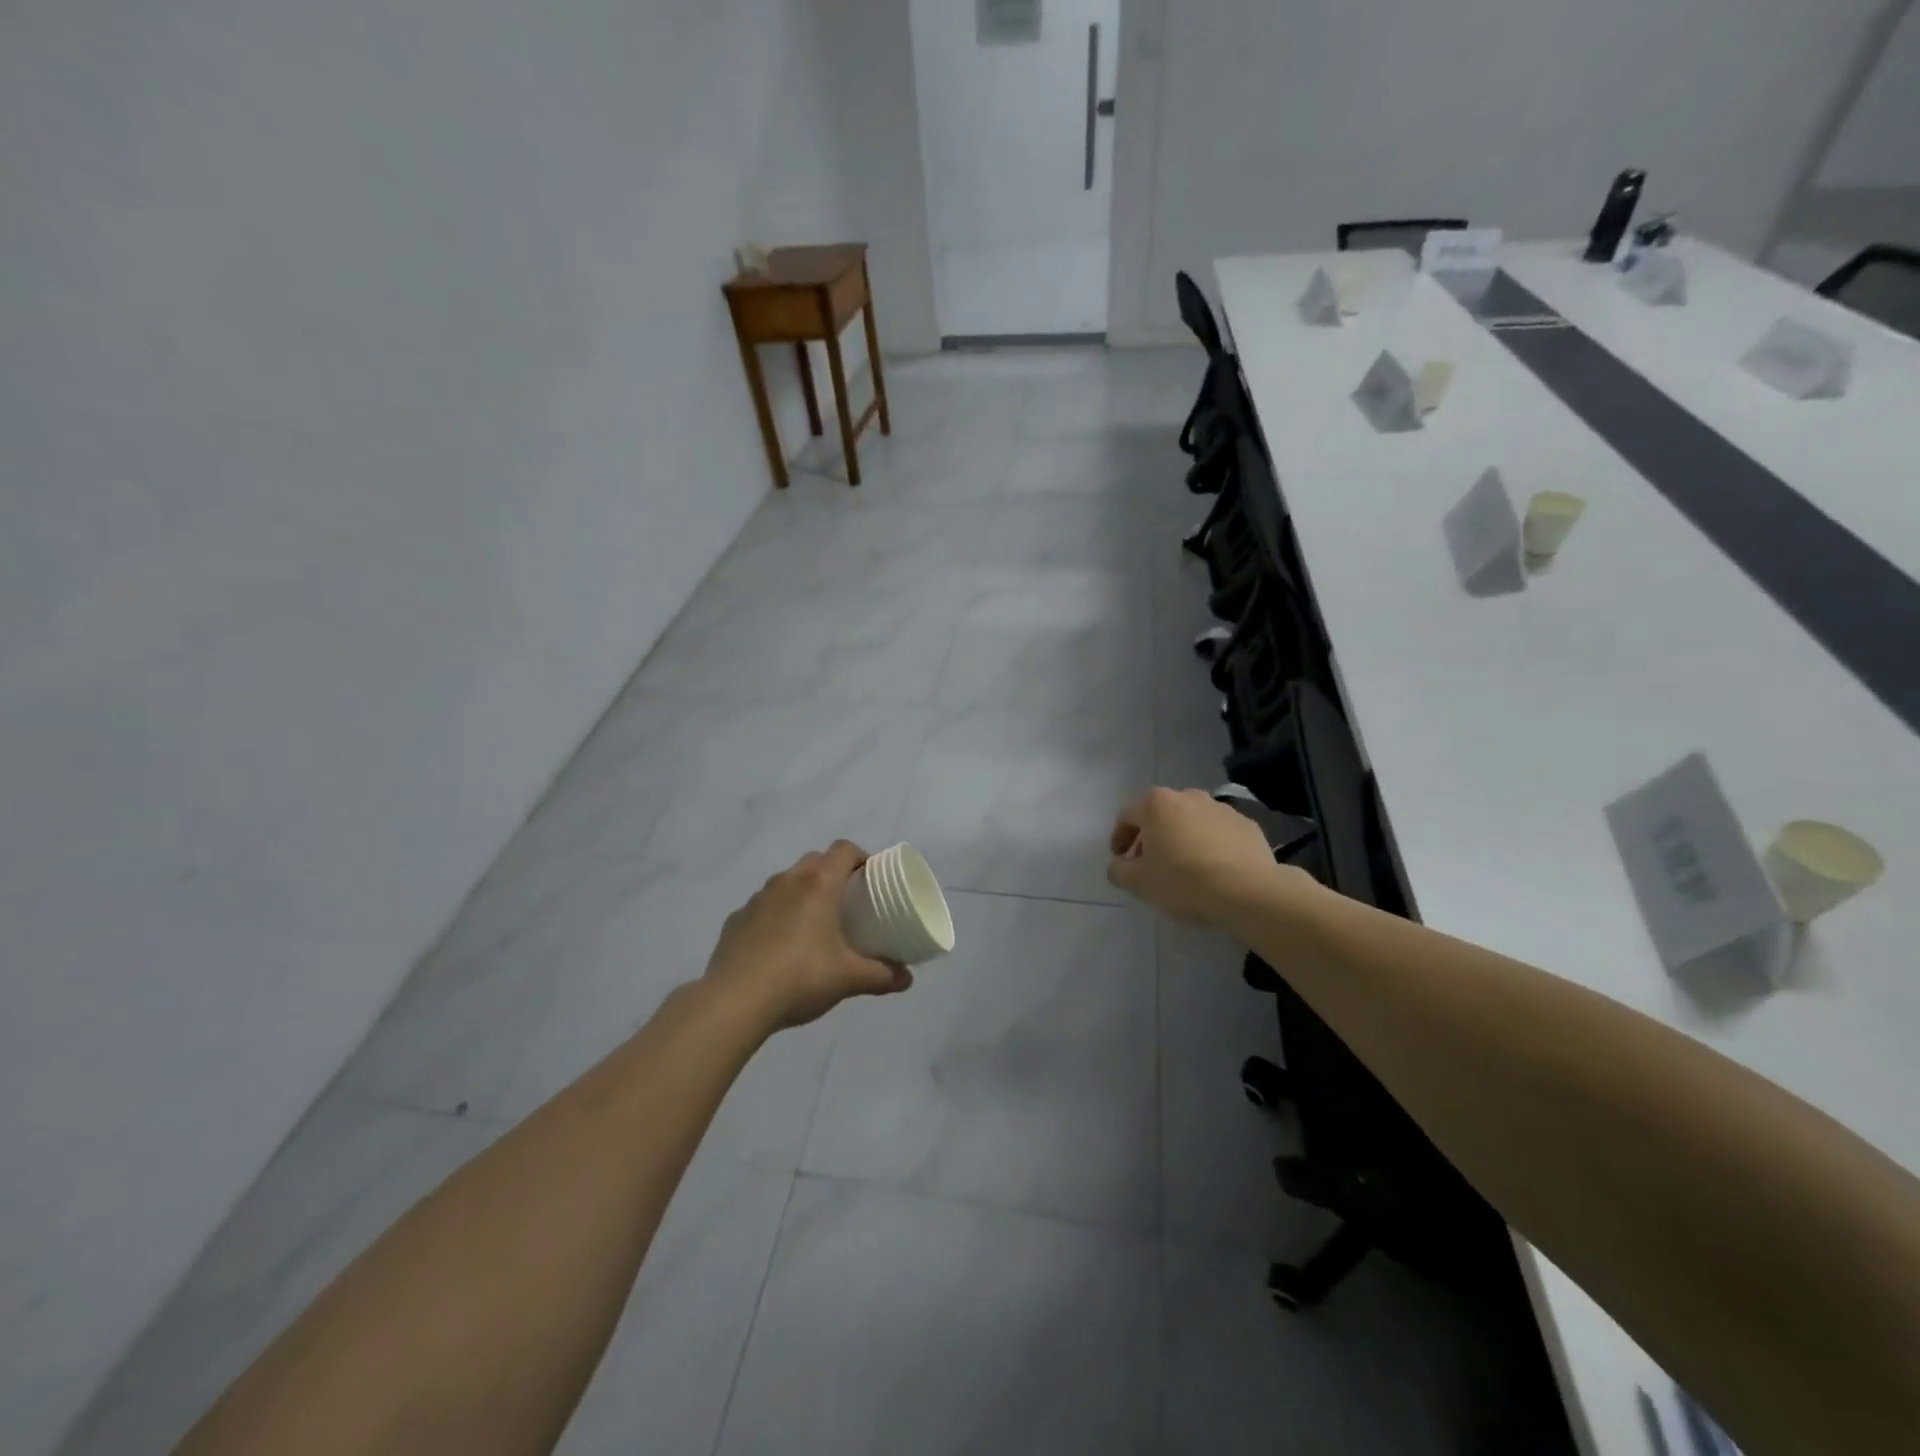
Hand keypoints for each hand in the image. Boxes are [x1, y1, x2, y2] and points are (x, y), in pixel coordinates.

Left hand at [703, 841, 912, 1031]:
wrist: (734, 1001)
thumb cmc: (800, 978)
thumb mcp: (848, 978)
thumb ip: (882, 975)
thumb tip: (907, 978)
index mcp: (818, 884)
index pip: (844, 850)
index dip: (861, 857)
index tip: (871, 878)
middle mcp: (786, 881)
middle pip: (815, 861)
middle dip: (833, 873)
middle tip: (847, 902)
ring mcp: (756, 899)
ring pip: (786, 882)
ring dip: (802, 893)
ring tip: (813, 925)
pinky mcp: (735, 920)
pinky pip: (763, 907)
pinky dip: (776, 915)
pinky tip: (779, 946)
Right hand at [1107, 787, 1283, 925]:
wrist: (1248, 891)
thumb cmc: (1184, 881)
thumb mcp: (1140, 883)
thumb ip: (1119, 871)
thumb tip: (1118, 866)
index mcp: (1157, 805)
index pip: (1127, 815)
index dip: (1119, 837)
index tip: (1120, 858)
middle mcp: (1188, 796)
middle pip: (1161, 814)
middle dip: (1152, 836)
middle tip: (1150, 863)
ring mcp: (1221, 808)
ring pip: (1191, 821)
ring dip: (1182, 838)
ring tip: (1184, 867)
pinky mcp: (1247, 824)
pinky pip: (1219, 832)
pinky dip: (1210, 844)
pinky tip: (1213, 869)